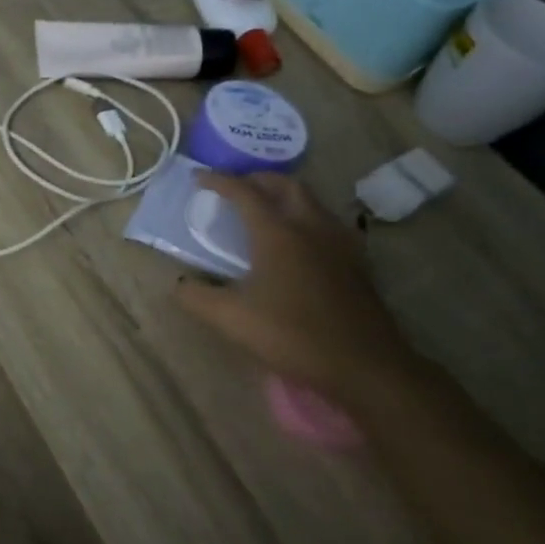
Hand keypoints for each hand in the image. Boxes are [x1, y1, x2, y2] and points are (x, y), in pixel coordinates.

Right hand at [174, 172, 419, 406]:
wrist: (365, 366)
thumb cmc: (293, 335)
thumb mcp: (231, 319)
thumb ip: (197, 297)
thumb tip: (179, 284)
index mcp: (277, 233)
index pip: (244, 192)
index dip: (219, 181)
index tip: (198, 177)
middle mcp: (310, 227)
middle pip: (285, 186)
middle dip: (257, 179)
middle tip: (236, 186)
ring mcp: (339, 243)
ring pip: (311, 201)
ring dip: (285, 194)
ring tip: (266, 208)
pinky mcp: (357, 262)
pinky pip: (328, 222)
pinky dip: (307, 216)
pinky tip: (301, 240)